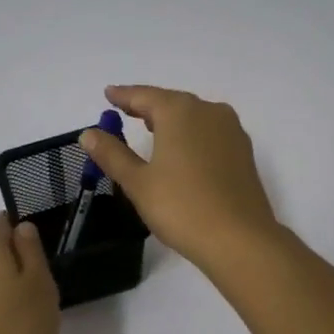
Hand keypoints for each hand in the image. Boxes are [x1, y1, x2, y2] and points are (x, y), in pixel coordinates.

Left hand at [0, 213, 60, 333]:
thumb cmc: (19, 332)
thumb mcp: (40, 287)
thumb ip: (31, 252)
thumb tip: (21, 228)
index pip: (0, 225)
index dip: (19, 230)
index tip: (38, 248)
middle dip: (11, 261)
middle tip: (39, 287)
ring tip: (24, 314)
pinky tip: (6, 330)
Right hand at [79, 85, 280, 273]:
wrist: (239, 239)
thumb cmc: (181, 207)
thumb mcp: (138, 182)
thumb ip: (113, 154)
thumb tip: (89, 134)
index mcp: (180, 112)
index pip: (144, 96)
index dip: (124, 95)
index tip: (108, 94)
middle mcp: (208, 111)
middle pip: (171, 102)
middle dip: (147, 106)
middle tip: (125, 110)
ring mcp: (231, 131)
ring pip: (194, 116)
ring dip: (171, 120)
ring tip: (151, 128)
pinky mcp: (243, 152)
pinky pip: (209, 133)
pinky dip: (190, 134)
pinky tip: (182, 150)